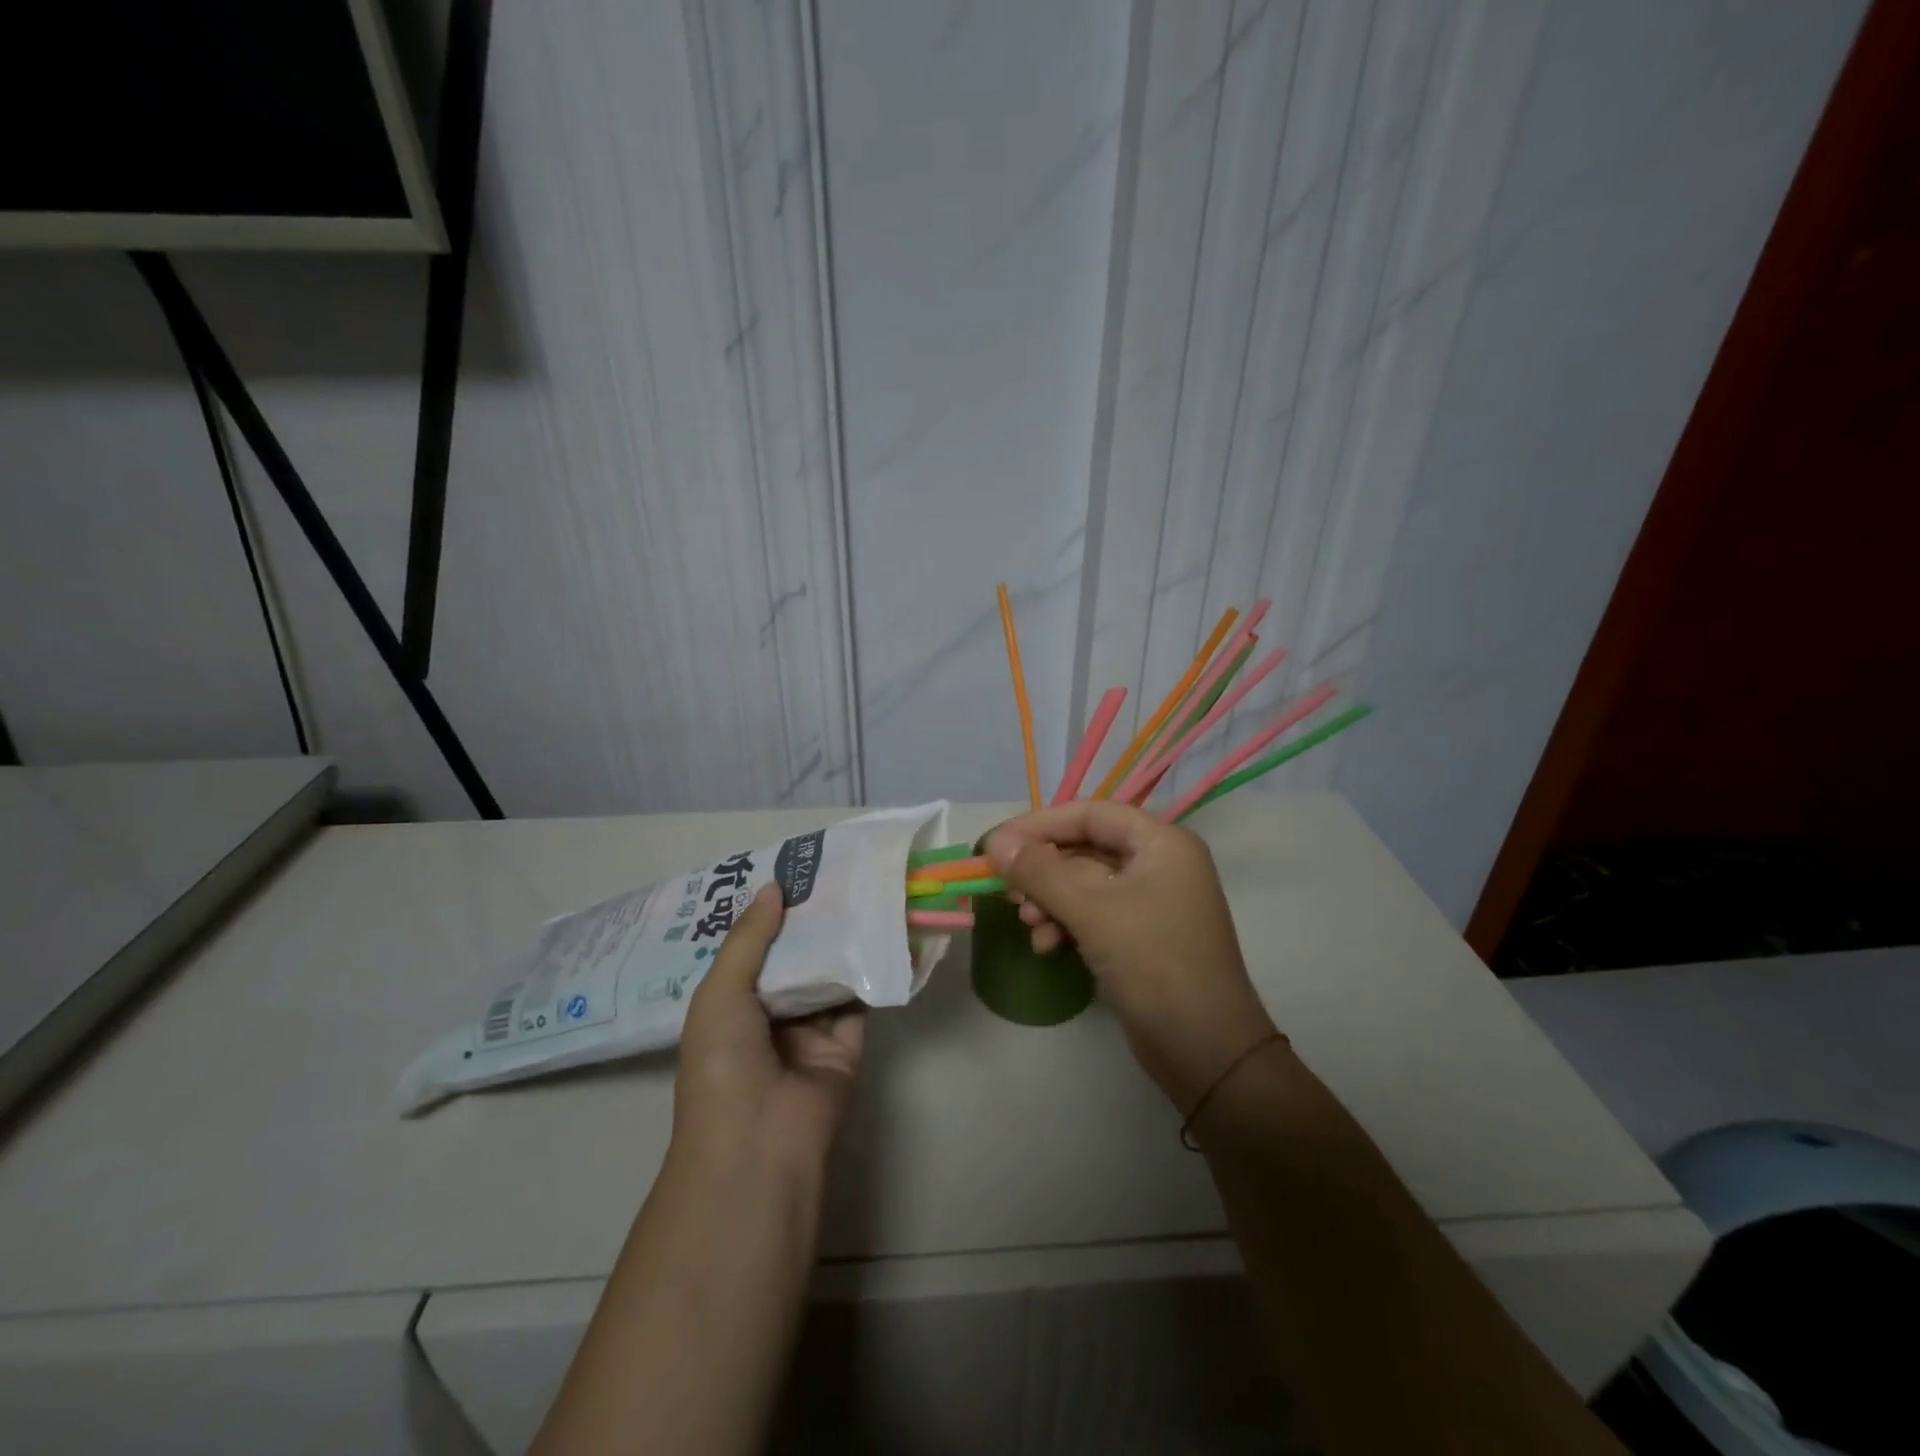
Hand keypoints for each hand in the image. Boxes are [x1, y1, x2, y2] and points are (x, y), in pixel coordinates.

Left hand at [673, 884, 864, 1177]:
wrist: (760, 1142)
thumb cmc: (724, 1062)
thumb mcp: (721, 992)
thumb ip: (749, 938)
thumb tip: (773, 886)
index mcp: (731, 1006)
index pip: (753, 950)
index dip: (769, 914)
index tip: (792, 872)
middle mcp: (770, 1015)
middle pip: (795, 959)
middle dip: (811, 921)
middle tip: (835, 872)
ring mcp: (810, 1031)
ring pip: (829, 975)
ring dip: (843, 940)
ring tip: (863, 889)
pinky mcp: (847, 1044)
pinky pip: (861, 1000)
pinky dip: (872, 970)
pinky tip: (886, 930)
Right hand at [986, 801, 1277, 1110]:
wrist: (1206, 1050)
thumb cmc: (1154, 964)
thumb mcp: (1091, 911)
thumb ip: (1040, 872)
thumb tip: (994, 842)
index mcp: (1162, 843)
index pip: (1091, 814)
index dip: (1041, 824)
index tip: (997, 845)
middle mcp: (1160, 864)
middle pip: (1086, 849)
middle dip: (1043, 871)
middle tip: (1006, 890)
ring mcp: (1152, 903)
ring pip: (1085, 885)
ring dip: (1051, 901)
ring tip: (1028, 924)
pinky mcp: (1142, 937)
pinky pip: (1094, 914)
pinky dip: (1067, 923)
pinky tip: (1046, 945)